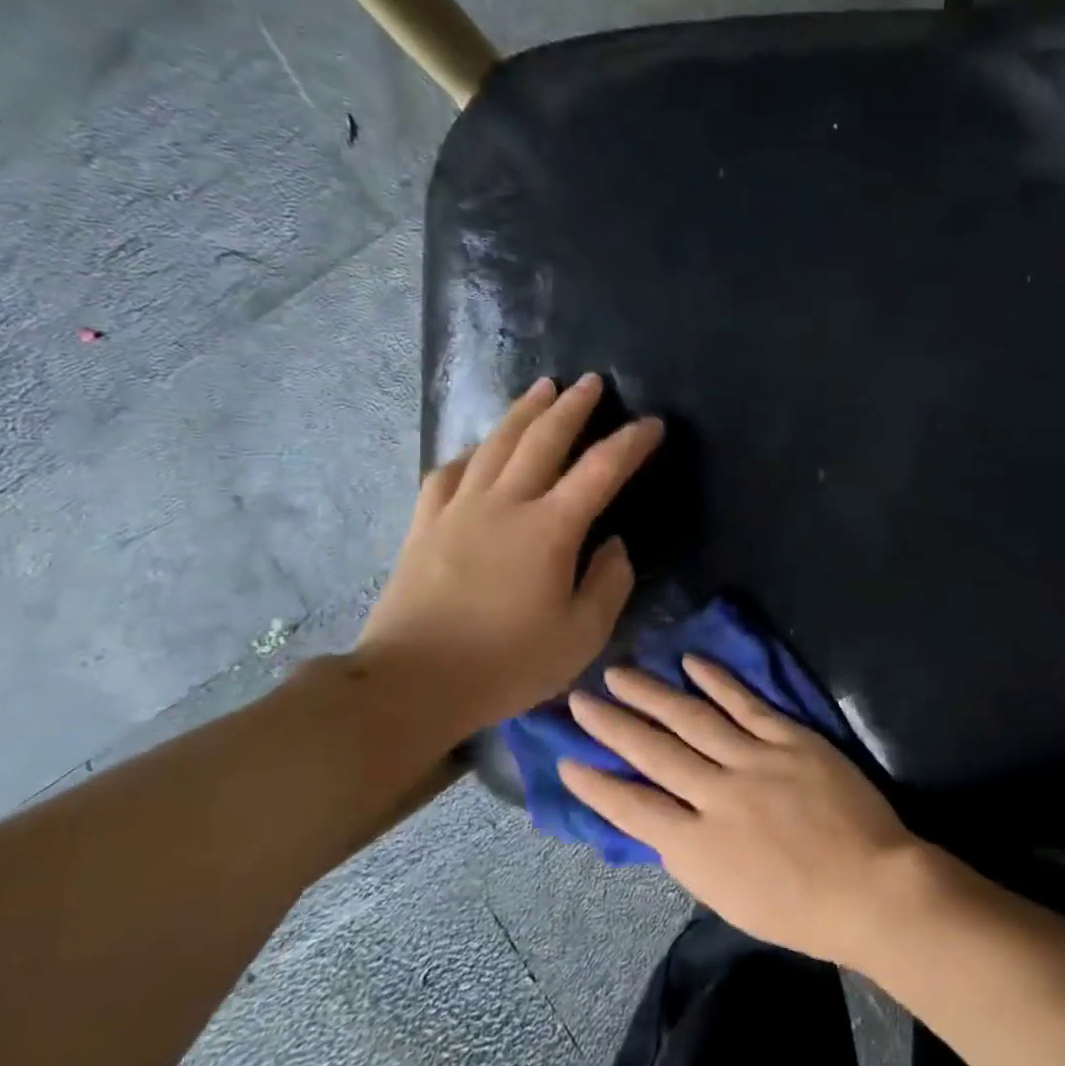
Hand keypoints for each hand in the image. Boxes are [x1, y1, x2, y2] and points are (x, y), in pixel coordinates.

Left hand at [353, 374, 663, 738]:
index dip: (631, 443)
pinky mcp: (425, 525)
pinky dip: (470, 453)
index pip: (601, 470)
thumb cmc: (506, 663)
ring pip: (496, 444)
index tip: (653, 424)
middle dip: (573, 406)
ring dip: (524, 412)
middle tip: (592, 382)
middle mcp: (505, 504)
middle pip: (543, 439)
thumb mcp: (582, 636)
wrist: (411, 683)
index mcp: (550, 529)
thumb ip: (609, 584)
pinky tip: (478, 449)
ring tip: (542, 389)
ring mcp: (459, 510)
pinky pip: (449, 473)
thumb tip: (614, 546)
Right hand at [559, 658, 929, 969]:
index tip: (566, 759)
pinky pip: (746, 704)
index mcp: (696, 848)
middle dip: (611, 725)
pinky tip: (691, 663)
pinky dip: (717, 681)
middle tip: (578, 700)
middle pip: (653, 752)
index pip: (632, 808)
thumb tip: (663, 819)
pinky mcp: (788, 738)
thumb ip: (691, 852)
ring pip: (691, 719)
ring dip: (651, 694)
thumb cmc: (799, 909)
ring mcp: (753, 760)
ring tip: (619, 674)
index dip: (596, 783)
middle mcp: (716, 796)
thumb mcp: (727, 897)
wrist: (869, 886)